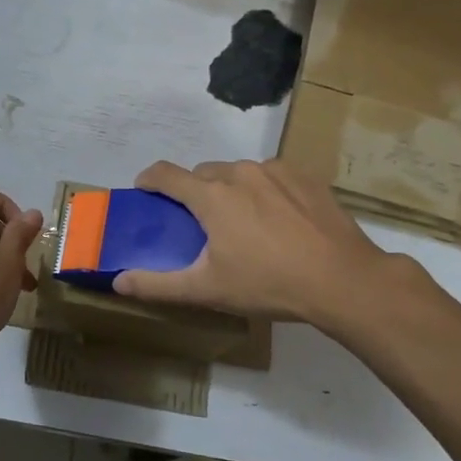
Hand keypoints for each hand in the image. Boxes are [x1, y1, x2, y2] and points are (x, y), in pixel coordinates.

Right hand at [113, 159, 410, 332]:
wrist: (343, 280)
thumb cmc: (268, 284)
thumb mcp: (208, 290)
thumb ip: (158, 284)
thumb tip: (118, 282)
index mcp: (211, 196)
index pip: (165, 174)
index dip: (149, 179)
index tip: (144, 190)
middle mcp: (238, 172)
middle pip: (202, 174)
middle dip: (194, 192)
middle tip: (201, 224)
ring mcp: (275, 171)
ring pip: (237, 172)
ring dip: (229, 190)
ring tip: (243, 223)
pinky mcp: (304, 176)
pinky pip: (270, 175)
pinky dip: (263, 190)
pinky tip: (277, 219)